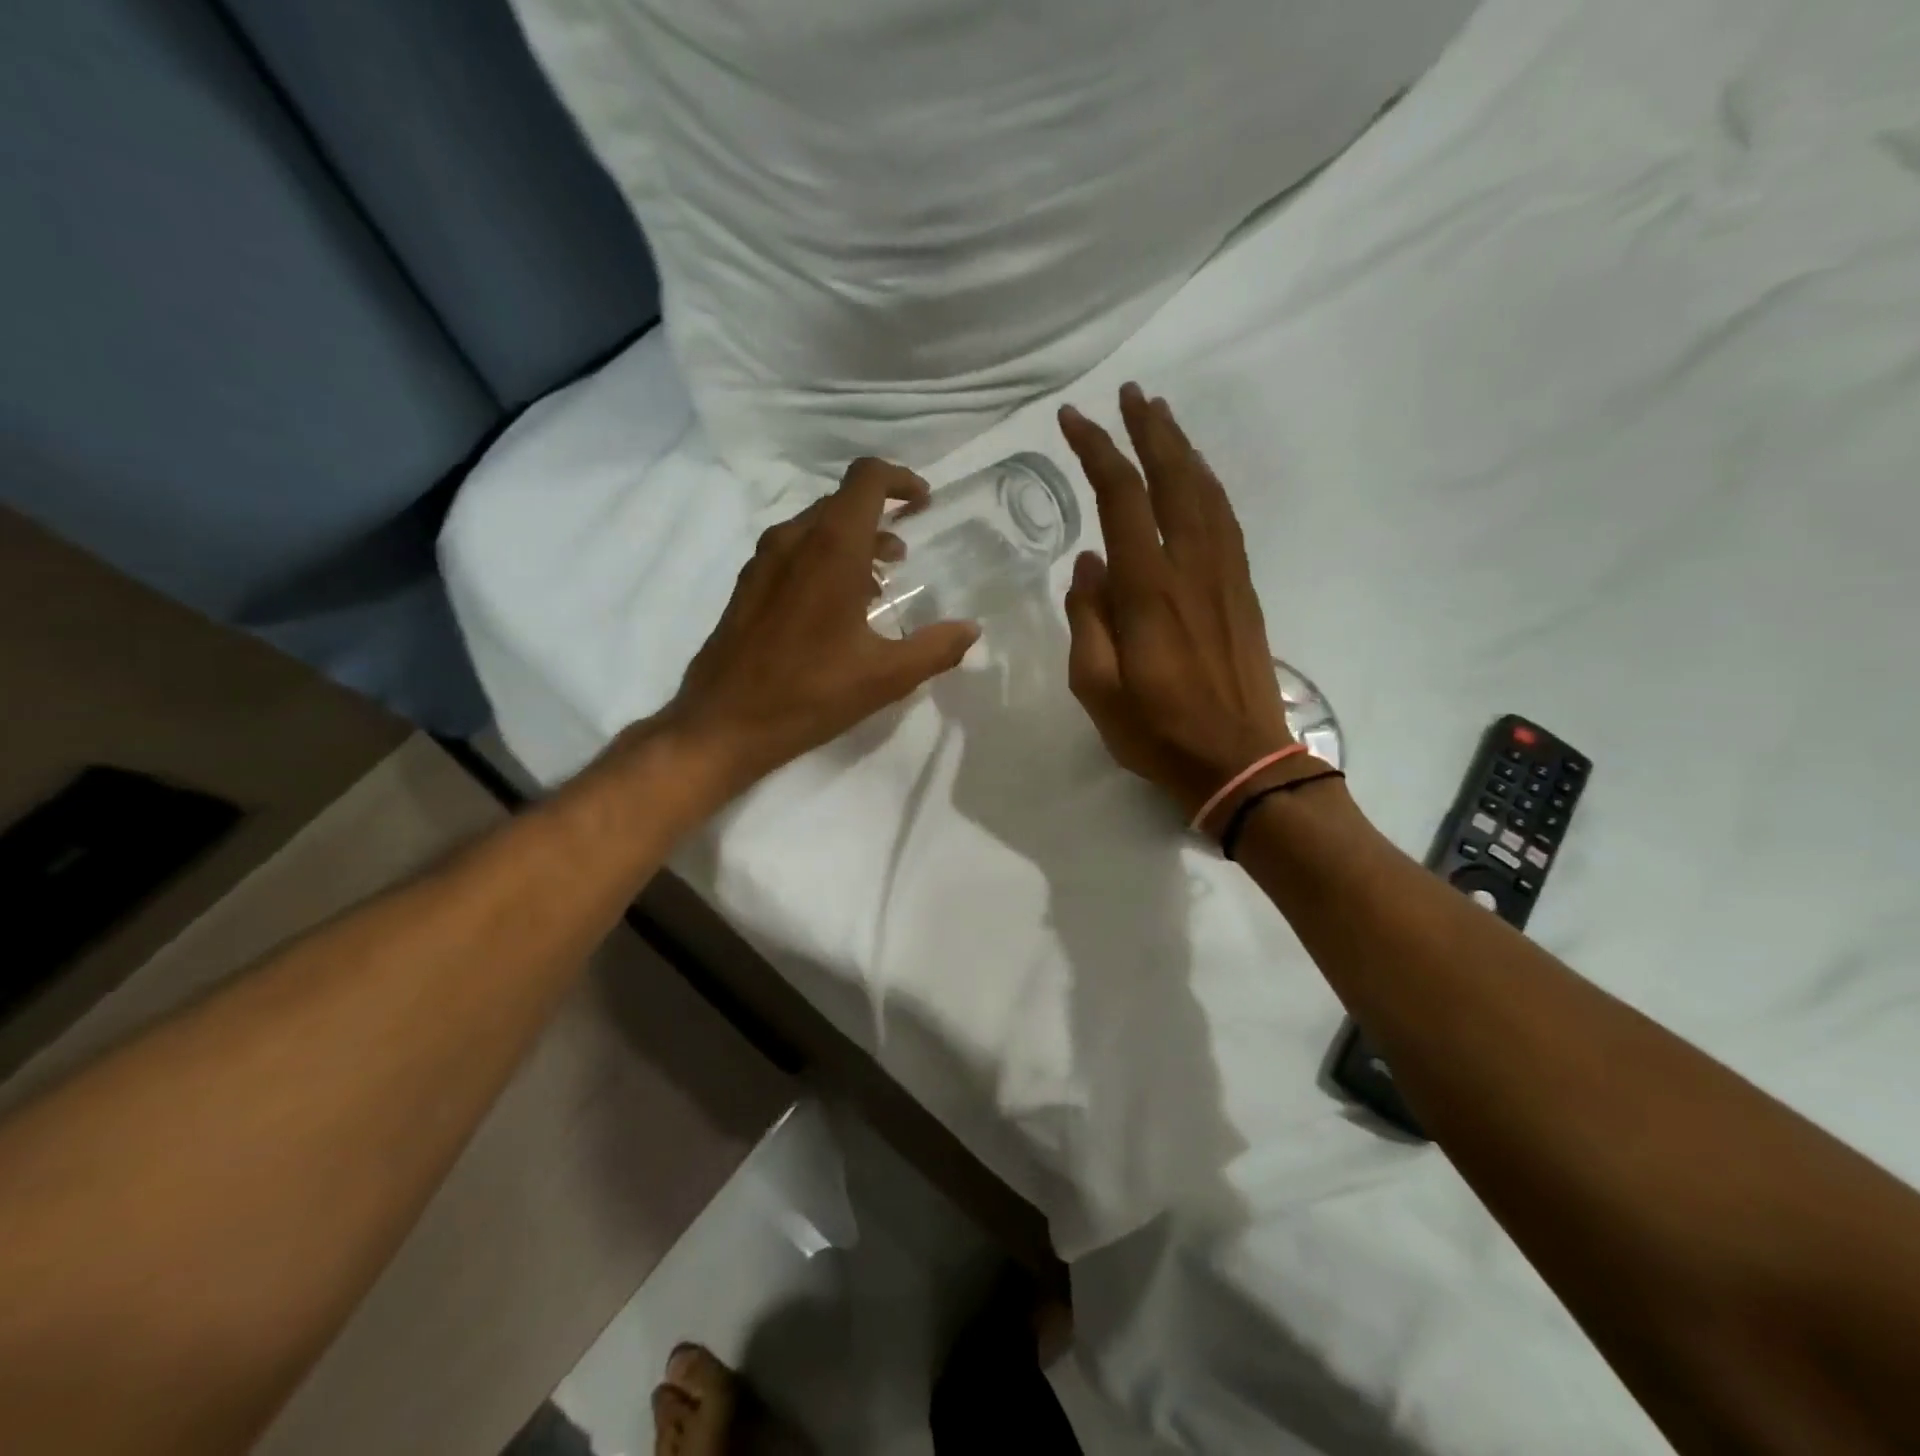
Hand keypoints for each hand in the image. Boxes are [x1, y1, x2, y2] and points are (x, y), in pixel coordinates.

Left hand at [654, 459, 979, 800]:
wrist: (723, 722)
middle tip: (907, 551)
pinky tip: (837, 606)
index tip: (924, 502)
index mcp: (832, 549)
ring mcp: (764, 561)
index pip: (867, 479)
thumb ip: (935, 648)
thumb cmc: (809, 694)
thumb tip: (970, 630)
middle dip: (880, 515)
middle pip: (842, 501)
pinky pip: (794, 551)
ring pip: (816, 527)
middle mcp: (794, 541)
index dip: (900, 480)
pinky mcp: (748, 585)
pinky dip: (824, 559)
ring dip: (853, 541)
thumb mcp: (885, 677)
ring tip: (880, 581)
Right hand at [1058, 384, 1297, 824]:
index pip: (1122, 498)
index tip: (1072, 419)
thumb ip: (1088, 620)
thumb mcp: (1096, 688)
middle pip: (1174, 477)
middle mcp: (1192, 567)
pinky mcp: (1244, 589)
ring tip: (1161, 418)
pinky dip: (1207, 484)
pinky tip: (1196, 477)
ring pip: (1206, 492)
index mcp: (1149, 589)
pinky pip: (1225, 519)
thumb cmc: (1158, 731)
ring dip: (1183, 448)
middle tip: (1130, 393)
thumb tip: (1088, 565)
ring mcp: (1225, 575)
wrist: (1241, 761)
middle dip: (1149, 429)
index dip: (1097, 451)